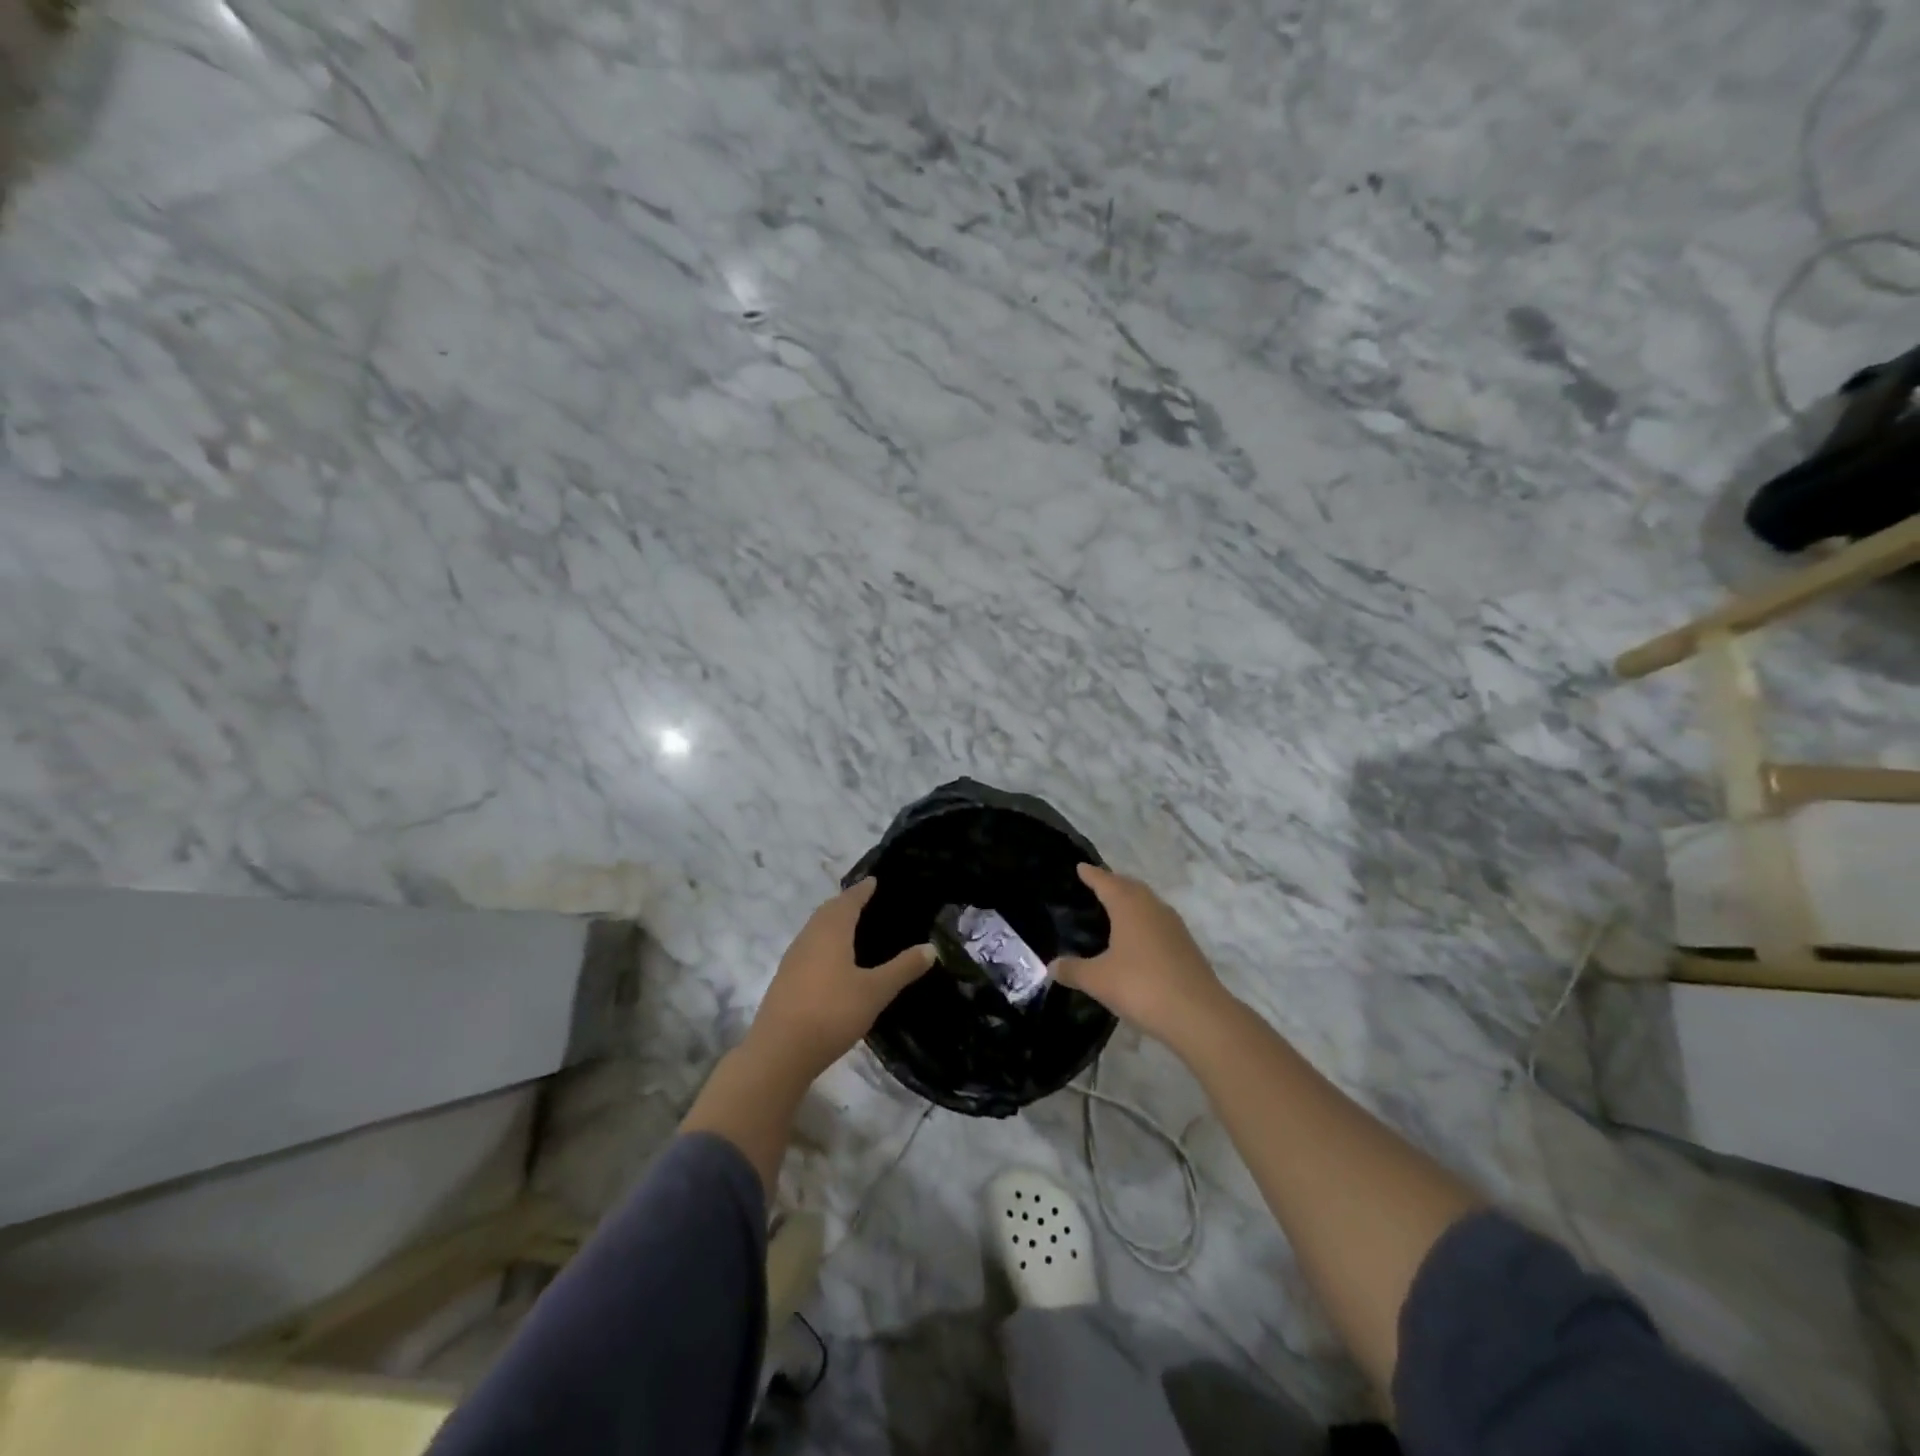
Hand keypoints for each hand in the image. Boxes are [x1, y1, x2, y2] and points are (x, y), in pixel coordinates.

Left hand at [745, 879, 931, 1080]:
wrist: (779, 1051)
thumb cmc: (832, 1012)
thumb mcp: (875, 991)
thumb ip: (903, 968)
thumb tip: (931, 947)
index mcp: (831, 931)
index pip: (848, 901)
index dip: (862, 890)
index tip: (874, 880)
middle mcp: (809, 937)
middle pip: (828, 911)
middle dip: (846, 903)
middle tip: (865, 900)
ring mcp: (793, 959)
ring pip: (815, 929)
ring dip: (832, 922)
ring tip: (852, 927)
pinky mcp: (785, 979)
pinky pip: (808, 948)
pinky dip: (823, 942)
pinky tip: (833, 961)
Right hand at [1052, 865, 1230, 1047]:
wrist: (1199, 1015)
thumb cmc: (1141, 986)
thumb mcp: (1098, 980)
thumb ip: (1073, 970)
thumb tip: (1052, 966)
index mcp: (1129, 905)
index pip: (1105, 881)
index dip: (1091, 875)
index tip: (1080, 867)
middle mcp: (1152, 907)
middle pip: (1129, 887)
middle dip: (1112, 884)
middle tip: (1095, 886)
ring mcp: (1173, 926)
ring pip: (1147, 904)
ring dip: (1130, 902)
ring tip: (1113, 911)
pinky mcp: (1186, 946)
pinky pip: (1157, 923)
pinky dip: (1143, 922)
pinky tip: (1136, 940)